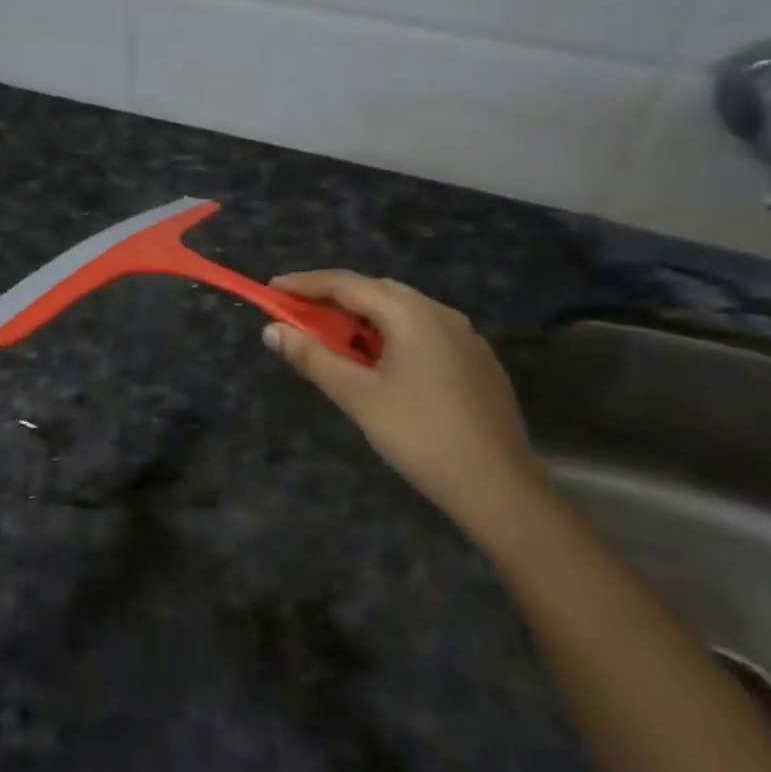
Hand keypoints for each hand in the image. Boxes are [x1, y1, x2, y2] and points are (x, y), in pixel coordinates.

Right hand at [263, 272, 542, 528]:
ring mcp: (465, 335)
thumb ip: (312, 357)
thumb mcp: (357, 396)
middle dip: (333, 300)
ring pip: (402, 313)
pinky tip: (381, 366)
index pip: (346, 284)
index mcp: (411, 313)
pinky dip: (391, 336)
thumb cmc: (419, 435)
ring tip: (334, 342)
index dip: (304, 284)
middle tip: (299, 316)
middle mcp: (440, 312)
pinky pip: (423, 333)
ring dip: (363, 320)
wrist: (499, 487)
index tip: (272, 289)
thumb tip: (271, 330)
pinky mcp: (477, 360)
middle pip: (375, 293)